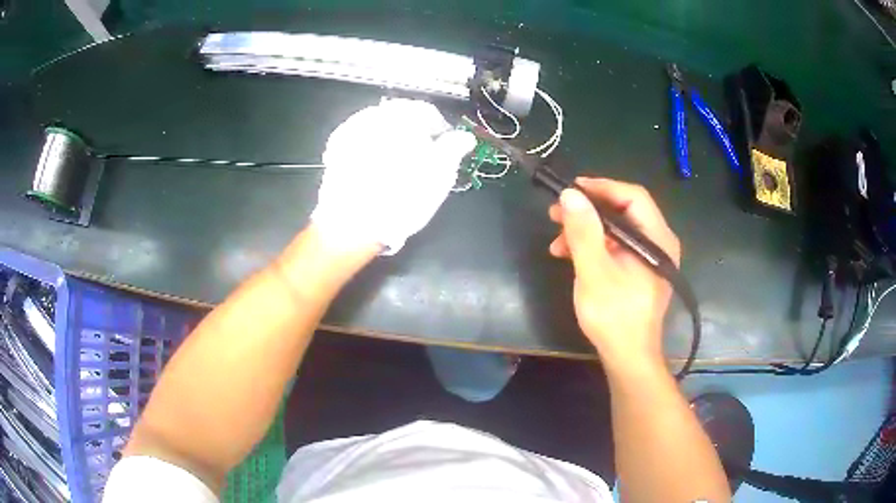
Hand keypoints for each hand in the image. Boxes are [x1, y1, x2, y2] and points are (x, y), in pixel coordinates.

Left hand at [311, 98, 475, 254]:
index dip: (441, 131)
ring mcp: (351, 130)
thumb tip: (465, 137)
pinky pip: (361, 143)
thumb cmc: (404, 194)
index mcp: (403, 114)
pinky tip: (375, 170)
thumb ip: (454, 148)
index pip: (429, 112)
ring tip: (397, 168)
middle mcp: (376, 113)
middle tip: (422, 160)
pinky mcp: (336, 149)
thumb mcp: (441, 173)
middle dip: (414, 134)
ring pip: (380, 129)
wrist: (352, 222)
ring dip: (391, 141)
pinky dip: (371, 151)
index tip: (446, 150)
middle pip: (402, 118)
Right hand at [548, 178, 679, 367]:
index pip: (633, 196)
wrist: (627, 356)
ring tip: (557, 241)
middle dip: (589, 210)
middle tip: (557, 213)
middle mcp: (658, 242)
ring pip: (617, 229)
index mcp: (656, 238)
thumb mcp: (595, 271)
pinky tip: (570, 255)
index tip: (572, 189)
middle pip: (624, 210)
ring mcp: (649, 256)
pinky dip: (594, 246)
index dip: (602, 187)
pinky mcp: (639, 269)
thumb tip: (570, 195)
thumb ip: (584, 231)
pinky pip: (616, 246)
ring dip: (586, 230)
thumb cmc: (615, 316)